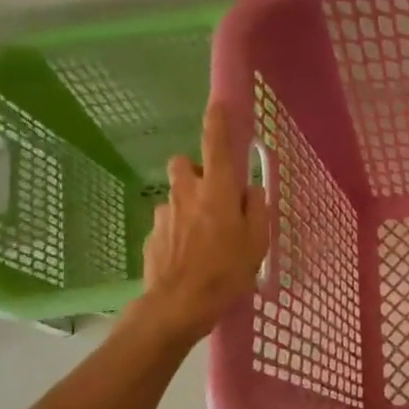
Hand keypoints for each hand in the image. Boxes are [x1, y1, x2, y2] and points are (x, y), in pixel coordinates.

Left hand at [138, 103, 268, 345]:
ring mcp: (165, 214)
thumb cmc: (225, 272)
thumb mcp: (257, 242)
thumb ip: (256, 209)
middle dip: (197, 173)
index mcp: (216, 190)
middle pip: (185, 165)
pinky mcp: (152, 235)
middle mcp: (186, 193)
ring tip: (205, 239)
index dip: (218, 120)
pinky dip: (179, 232)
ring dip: (189, 206)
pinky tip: (189, 257)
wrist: (176, 306)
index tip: (219, 102)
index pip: (216, 143)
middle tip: (215, 198)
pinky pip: (169, 223)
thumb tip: (249, 190)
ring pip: (177, 196)